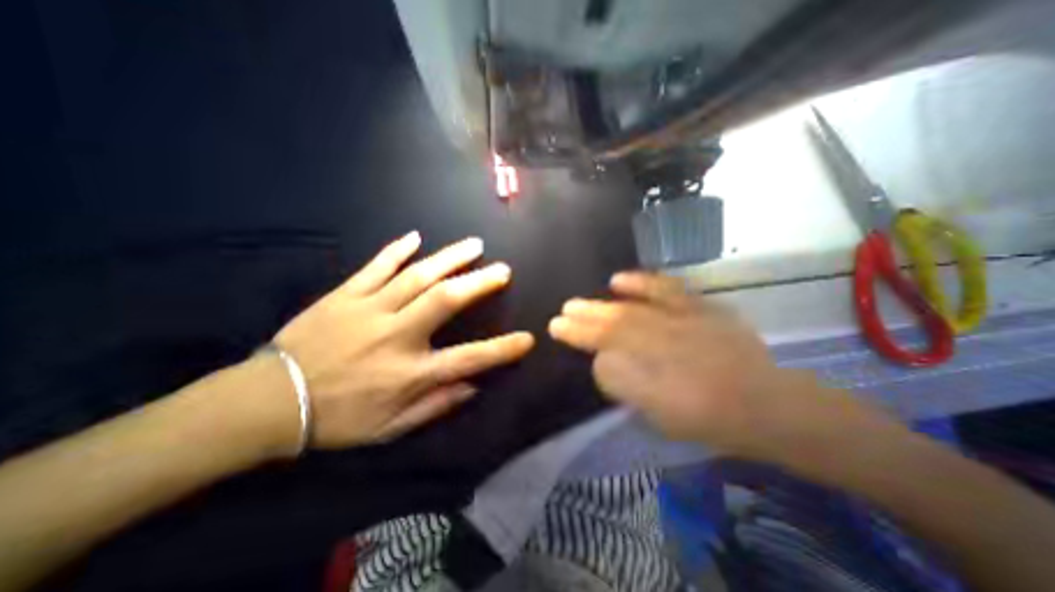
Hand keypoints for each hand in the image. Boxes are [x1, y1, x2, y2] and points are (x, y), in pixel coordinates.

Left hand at [273, 230, 536, 448]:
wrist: (270, 402)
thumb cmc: (338, 418)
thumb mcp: (392, 427)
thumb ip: (436, 405)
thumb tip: (473, 386)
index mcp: (410, 372)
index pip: (468, 359)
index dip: (502, 349)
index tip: (527, 338)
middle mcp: (396, 335)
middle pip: (445, 300)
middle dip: (479, 283)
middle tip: (503, 269)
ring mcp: (370, 309)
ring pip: (417, 276)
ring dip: (450, 258)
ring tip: (474, 245)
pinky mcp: (345, 295)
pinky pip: (375, 267)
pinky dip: (397, 250)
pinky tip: (416, 237)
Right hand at [548, 274, 860, 461]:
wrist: (765, 403)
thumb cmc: (708, 417)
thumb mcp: (660, 414)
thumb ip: (624, 384)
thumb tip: (601, 360)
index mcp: (655, 371)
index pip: (604, 346)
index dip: (578, 335)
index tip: (556, 327)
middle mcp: (664, 341)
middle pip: (614, 325)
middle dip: (583, 318)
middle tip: (561, 313)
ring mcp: (682, 321)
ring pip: (631, 309)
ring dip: (601, 304)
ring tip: (577, 302)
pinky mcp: (698, 308)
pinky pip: (665, 289)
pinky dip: (639, 282)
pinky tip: (617, 279)